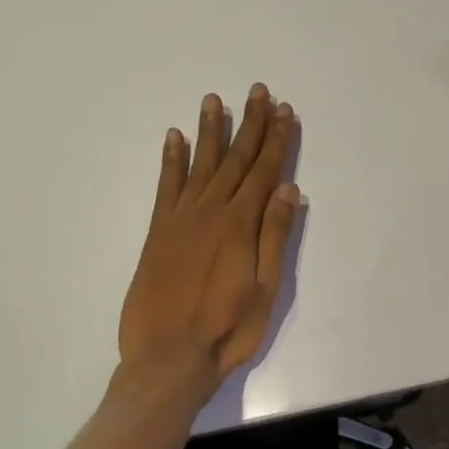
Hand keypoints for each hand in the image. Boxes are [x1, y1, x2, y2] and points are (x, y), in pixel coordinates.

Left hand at [118, 85, 301, 395]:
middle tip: (259, 91)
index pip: (265, 171)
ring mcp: (180, 219)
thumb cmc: (227, 328)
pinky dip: (171, 159)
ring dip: (210, 131)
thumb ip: (276, 236)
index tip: (285, 111)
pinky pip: (166, 185)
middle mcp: (210, 211)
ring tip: (215, 100)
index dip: (277, 140)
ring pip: (200, 163)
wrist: (167, 357)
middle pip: (235, 159)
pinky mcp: (158, 232)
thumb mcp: (267, 289)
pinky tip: (175, 137)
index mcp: (241, 224)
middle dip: (250, 124)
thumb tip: (290, 190)